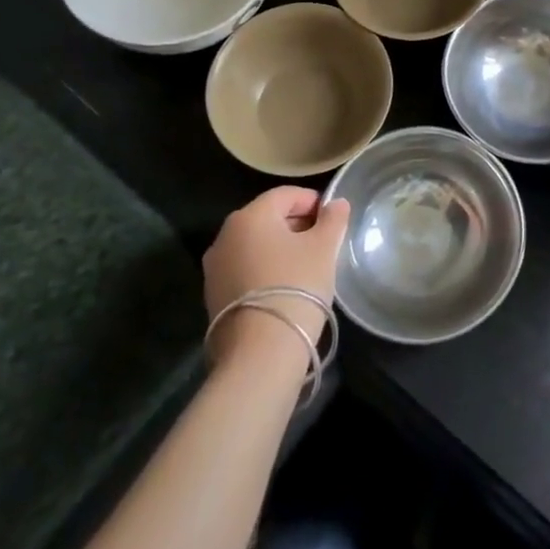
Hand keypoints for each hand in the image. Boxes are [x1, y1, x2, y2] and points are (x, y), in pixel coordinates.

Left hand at [202, 186, 350, 364]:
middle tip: (323, 243)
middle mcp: (225, 235)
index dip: (313, 202)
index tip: (333, 220)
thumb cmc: (296, 286)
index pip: (286, 194)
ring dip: (280, 248)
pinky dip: (265, 269)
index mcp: (250, 215)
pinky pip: (245, 268)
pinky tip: (285, 287)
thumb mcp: (324, 248)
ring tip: (306, 267)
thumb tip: (336, 204)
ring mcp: (214, 267)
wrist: (259, 353)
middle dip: (297, 224)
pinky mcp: (213, 295)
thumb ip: (333, 219)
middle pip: (268, 218)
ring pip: (255, 244)